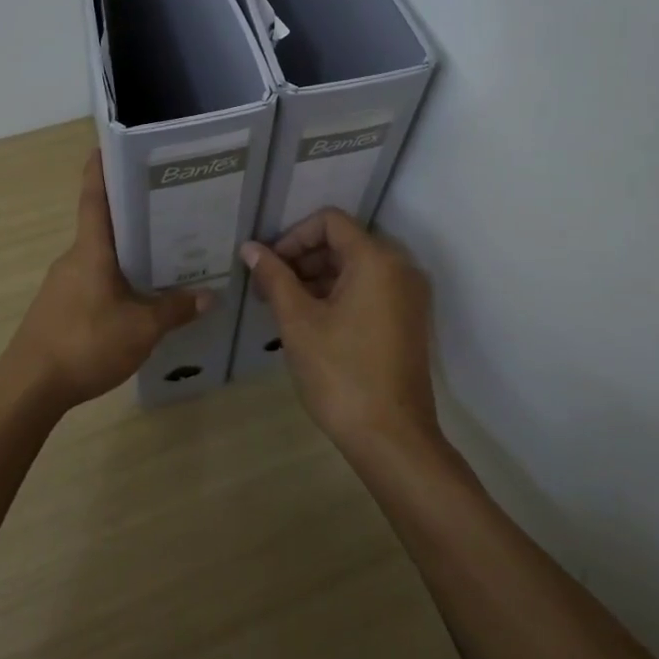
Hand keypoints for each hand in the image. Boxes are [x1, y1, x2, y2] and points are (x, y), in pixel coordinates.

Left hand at [5, 151, 211, 409]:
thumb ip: (175, 310)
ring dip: (127, 252)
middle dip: (133, 215)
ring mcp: (63, 283)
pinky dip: (116, 278)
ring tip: (165, 254)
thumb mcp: (141, 329)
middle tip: (170, 208)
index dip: (100, 168)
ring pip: (100, 257)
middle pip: (104, 226)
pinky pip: (93, 280)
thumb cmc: (85, 344)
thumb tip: (209, 295)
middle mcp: (74, 258)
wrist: (29, 387)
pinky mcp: (60, 307)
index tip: (110, 144)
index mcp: (91, 251)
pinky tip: (138, 297)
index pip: (94, 197)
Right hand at [240, 210, 437, 456]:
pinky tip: (309, 322)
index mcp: (376, 260)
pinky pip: (369, 290)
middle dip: (302, 259)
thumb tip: (250, 248)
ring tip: (282, 307)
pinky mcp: (408, 320)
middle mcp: (400, 268)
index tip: (268, 265)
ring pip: (355, 268)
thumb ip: (274, 277)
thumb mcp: (298, 321)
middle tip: (268, 288)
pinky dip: (338, 295)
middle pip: (343, 242)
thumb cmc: (340, 373)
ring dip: (317, 278)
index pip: (329, 221)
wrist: (392, 438)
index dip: (293, 236)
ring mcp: (408, 296)